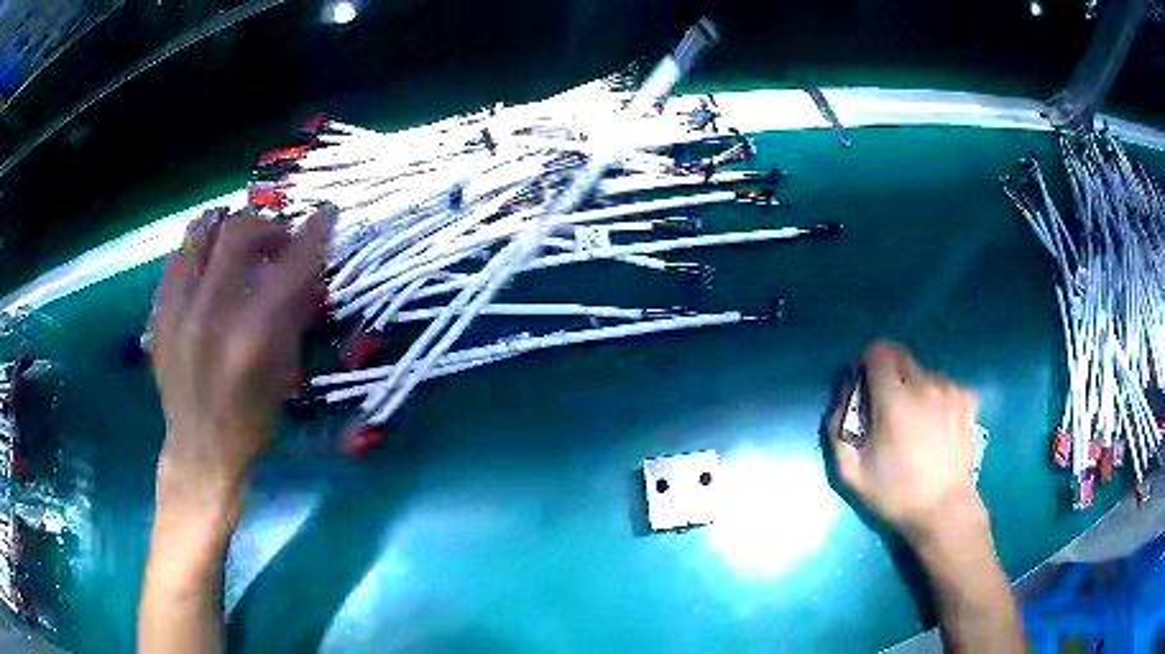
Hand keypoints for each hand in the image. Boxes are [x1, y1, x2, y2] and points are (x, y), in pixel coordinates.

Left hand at [151, 207, 332, 514]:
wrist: (199, 451)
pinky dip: (200, 247)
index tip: (327, 214)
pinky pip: (178, 254)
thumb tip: (307, 266)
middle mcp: (211, 313)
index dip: (313, 232)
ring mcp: (178, 309)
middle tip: (278, 242)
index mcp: (251, 336)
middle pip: (239, 230)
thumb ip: (293, 313)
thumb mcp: (284, 373)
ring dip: (229, 227)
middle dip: (267, 225)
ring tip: (240, 244)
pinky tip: (210, 264)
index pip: (289, 264)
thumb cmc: (251, 421)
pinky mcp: (159, 312)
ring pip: (202, 231)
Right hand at [828, 342, 984, 541]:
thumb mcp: (850, 472)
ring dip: (913, 386)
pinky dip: (935, 396)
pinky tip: (936, 425)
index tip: (865, 389)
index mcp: (894, 400)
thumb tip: (844, 392)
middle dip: (888, 373)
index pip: (877, 351)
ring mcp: (950, 389)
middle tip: (887, 408)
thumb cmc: (895, 494)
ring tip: (915, 422)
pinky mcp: (967, 398)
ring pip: (923, 371)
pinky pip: (943, 384)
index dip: (867, 365)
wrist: (944, 510)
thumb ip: (837, 427)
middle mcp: (925, 384)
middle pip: (900, 355)